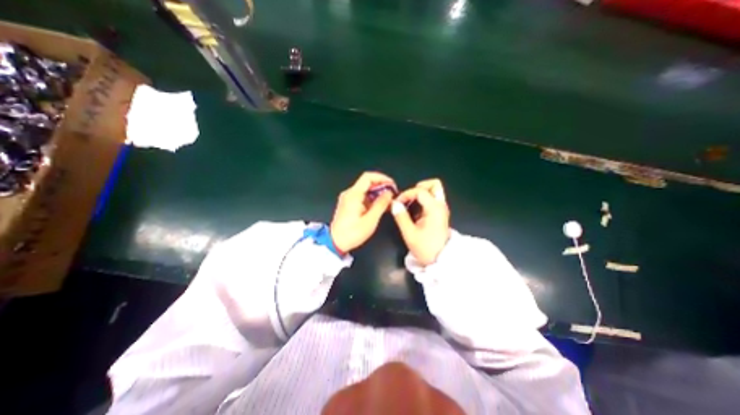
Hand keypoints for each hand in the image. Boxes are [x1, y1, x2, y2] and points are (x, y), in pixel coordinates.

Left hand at [331, 170, 398, 251]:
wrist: (335, 243)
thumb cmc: (352, 233)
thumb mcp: (370, 220)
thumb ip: (381, 204)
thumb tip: (389, 193)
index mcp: (353, 194)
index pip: (368, 177)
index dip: (382, 178)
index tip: (392, 185)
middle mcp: (349, 193)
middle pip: (367, 182)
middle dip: (381, 186)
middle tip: (392, 195)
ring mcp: (348, 198)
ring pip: (365, 190)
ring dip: (377, 193)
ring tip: (388, 202)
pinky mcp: (348, 204)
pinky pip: (362, 196)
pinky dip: (372, 199)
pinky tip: (379, 206)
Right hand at [393, 179, 451, 265]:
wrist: (441, 260)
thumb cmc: (426, 248)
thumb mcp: (410, 234)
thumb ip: (401, 217)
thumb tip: (394, 204)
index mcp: (434, 208)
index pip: (420, 191)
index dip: (407, 194)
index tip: (398, 203)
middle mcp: (440, 205)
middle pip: (434, 184)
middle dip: (419, 187)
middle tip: (408, 196)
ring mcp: (441, 209)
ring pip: (434, 191)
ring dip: (421, 193)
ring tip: (409, 203)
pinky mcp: (440, 214)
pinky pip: (432, 199)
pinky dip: (423, 200)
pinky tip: (414, 210)